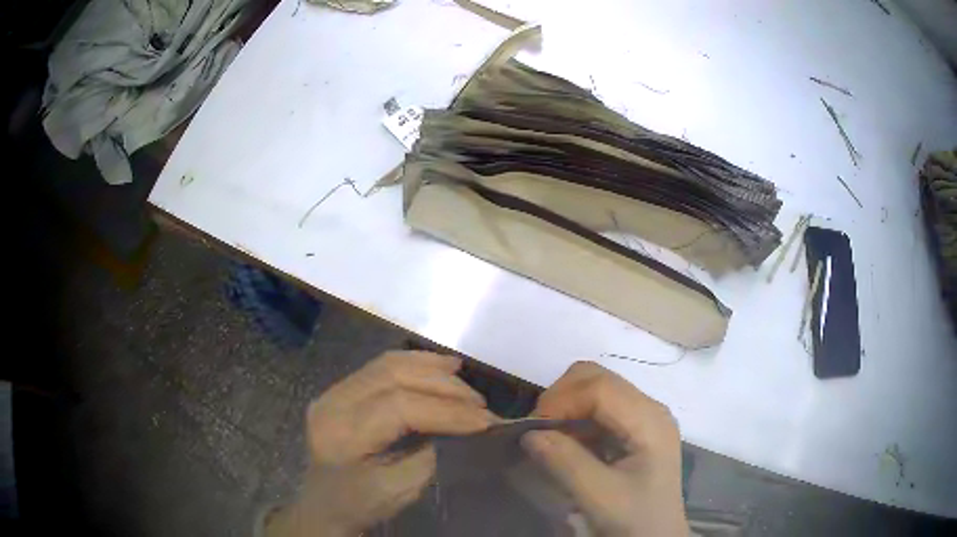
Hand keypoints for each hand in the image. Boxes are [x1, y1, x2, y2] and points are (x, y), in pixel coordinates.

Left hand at [265, 351, 496, 536]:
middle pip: (394, 377)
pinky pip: (381, 366)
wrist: (323, 503)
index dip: (447, 411)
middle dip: (444, 386)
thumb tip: (460, 428)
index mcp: (342, 433)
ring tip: (464, 378)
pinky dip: (415, 364)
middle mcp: (333, 402)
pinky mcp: (341, 389)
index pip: (399, 407)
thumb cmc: (359, 504)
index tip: (485, 421)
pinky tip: (439, 366)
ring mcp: (334, 391)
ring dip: (431, 368)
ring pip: (388, 364)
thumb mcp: (398, 491)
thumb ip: (428, 457)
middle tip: (480, 403)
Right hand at [523, 361, 688, 535]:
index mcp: (649, 421)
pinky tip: (567, 445)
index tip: (532, 428)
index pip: (600, 387)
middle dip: (561, 398)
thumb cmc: (635, 519)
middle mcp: (649, 409)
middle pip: (598, 379)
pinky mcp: (635, 429)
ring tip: (549, 440)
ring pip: (596, 389)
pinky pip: (598, 409)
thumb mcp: (600, 496)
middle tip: (538, 431)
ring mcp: (643, 417)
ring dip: (566, 408)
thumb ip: (566, 462)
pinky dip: (575, 419)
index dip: (561, 400)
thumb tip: (529, 433)